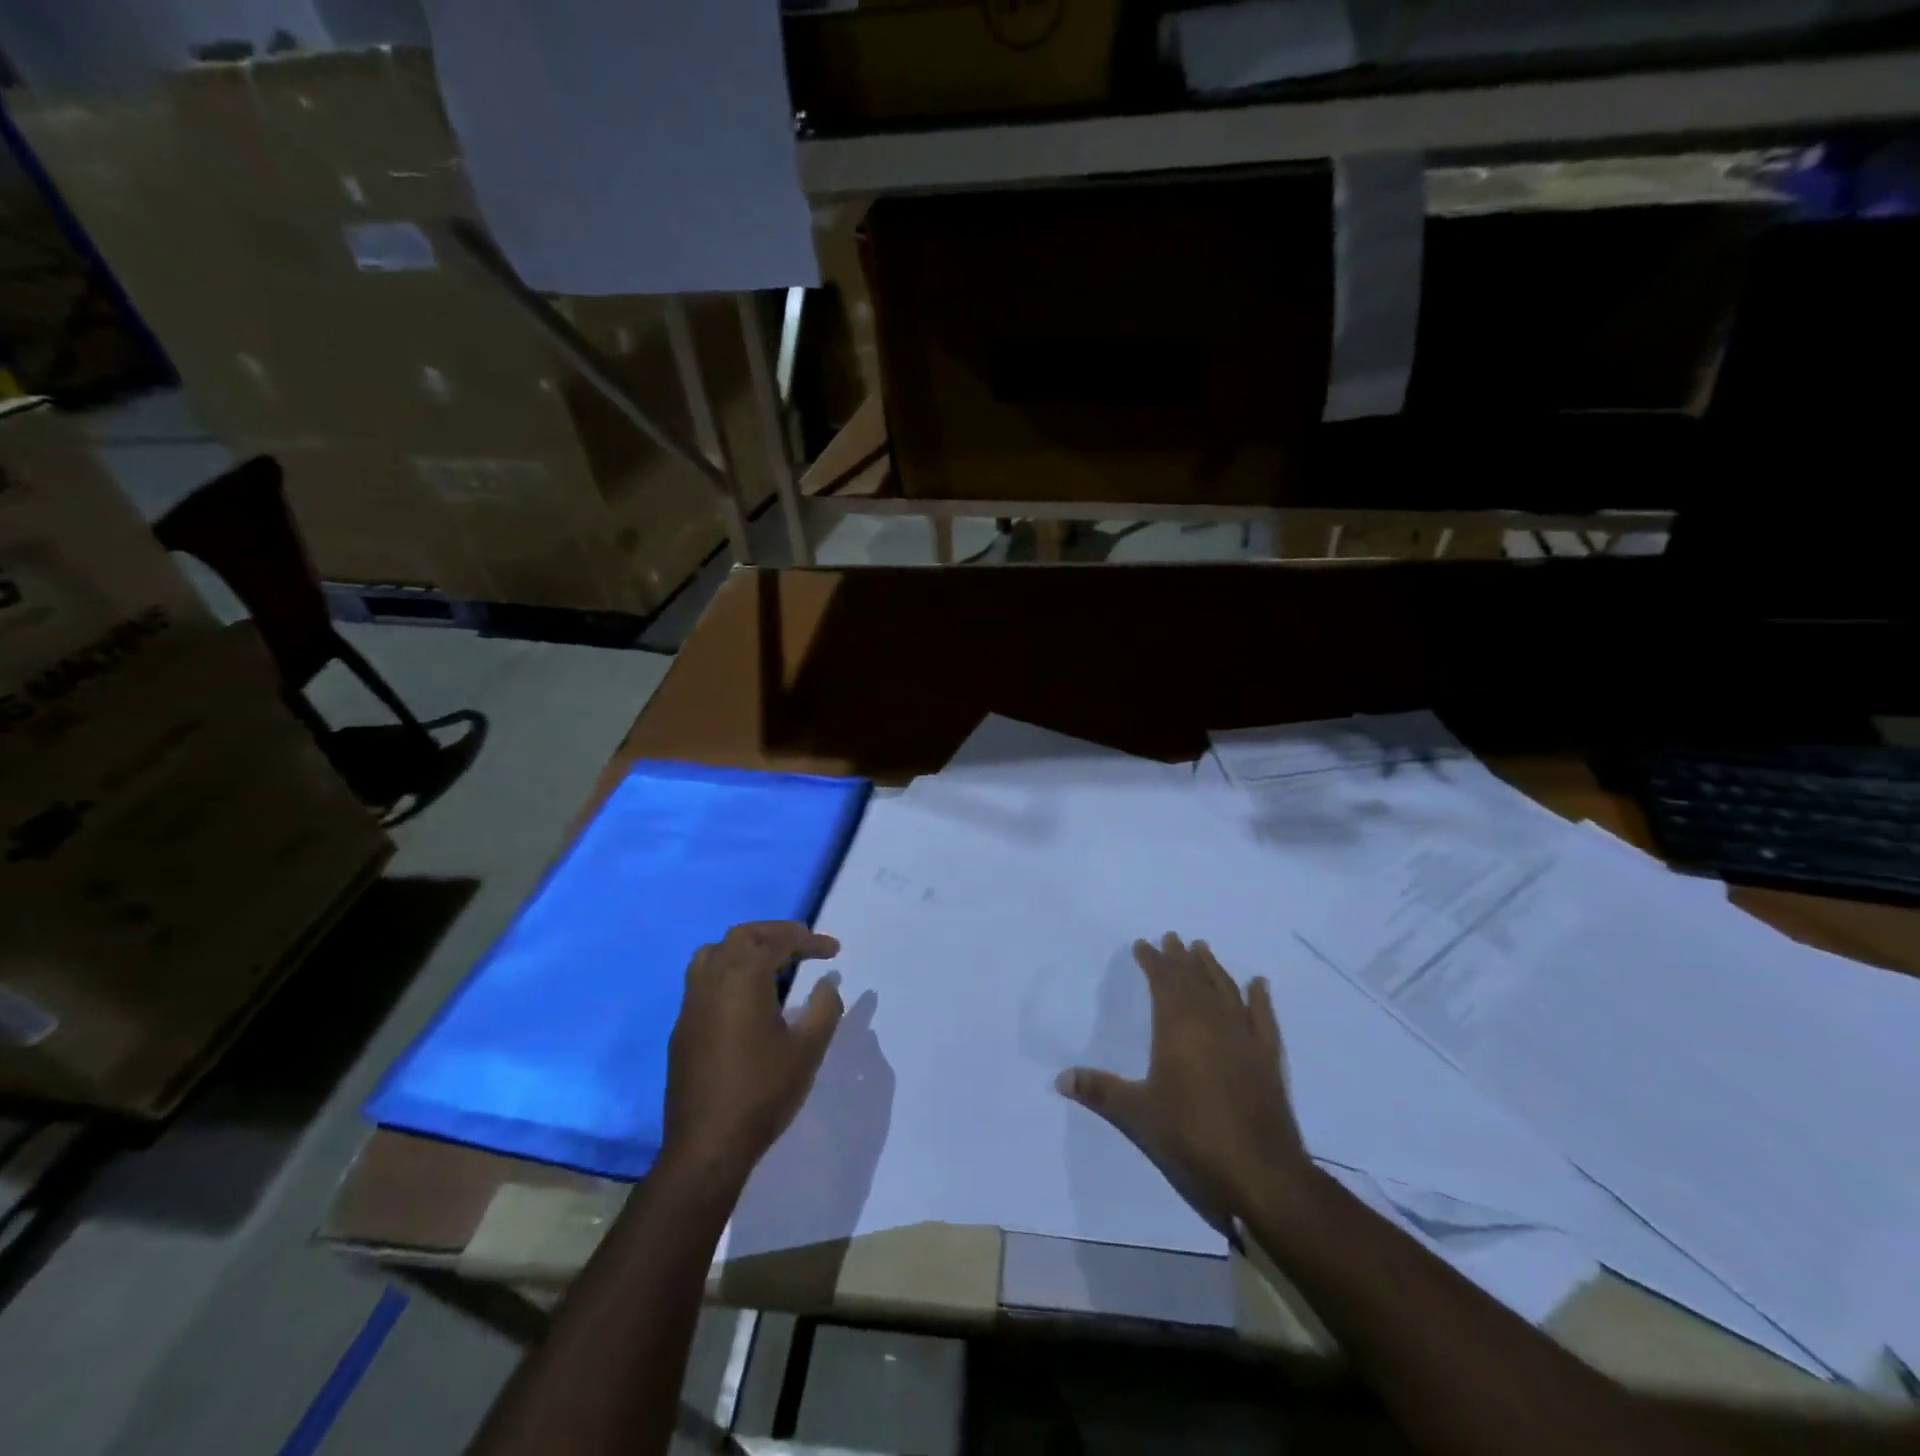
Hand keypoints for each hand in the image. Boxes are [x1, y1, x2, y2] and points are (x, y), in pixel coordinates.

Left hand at [662, 921, 843, 1186]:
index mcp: (743, 978)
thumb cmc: (763, 1092)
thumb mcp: (807, 1049)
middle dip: (775, 934)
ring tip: (773, 965)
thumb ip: (824, 1008)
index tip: (834, 951)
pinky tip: (747, 999)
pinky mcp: (682, 1027)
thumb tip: (826, 984)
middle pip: (742, 936)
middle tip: (803, 946)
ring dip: (746, 949)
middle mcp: (712, 980)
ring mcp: (691, 1003)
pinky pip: (704, 980)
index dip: (809, 940)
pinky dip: (728, 972)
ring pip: (714, 953)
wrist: (707, 1145)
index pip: (778, 941)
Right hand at [1057, 933, 1309, 1230]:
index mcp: (1177, 1026)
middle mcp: (1212, 1021)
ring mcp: (1244, 1037)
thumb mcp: (1136, 1114)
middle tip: (1172, 938)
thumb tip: (1060, 1078)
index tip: (1143, 944)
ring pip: (1226, 990)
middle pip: (1194, 979)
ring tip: (1203, 949)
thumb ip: (1099, 1091)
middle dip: (1180, 958)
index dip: (1152, 960)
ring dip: (1213, 968)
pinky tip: (1258, 984)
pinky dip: (1259, 998)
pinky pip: (1263, 1017)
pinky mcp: (1268, 1059)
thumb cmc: (1190, 1135)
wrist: (1258, 1172)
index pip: (1163, 981)